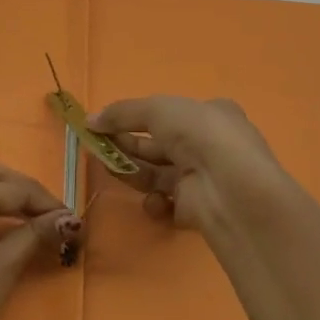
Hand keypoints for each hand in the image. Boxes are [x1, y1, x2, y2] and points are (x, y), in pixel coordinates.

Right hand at [89, 96, 293, 239]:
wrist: (229, 189)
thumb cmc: (199, 134)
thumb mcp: (157, 110)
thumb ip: (121, 113)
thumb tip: (89, 120)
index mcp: (212, 114)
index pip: (170, 113)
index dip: (137, 117)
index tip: (107, 122)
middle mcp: (210, 145)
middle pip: (159, 144)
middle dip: (128, 143)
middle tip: (97, 145)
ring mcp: (204, 179)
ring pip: (158, 173)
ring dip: (132, 170)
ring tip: (107, 166)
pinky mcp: (197, 209)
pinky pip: (167, 203)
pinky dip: (154, 202)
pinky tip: (154, 199)